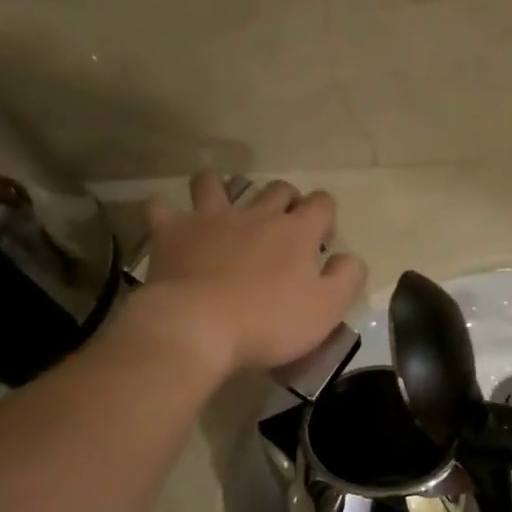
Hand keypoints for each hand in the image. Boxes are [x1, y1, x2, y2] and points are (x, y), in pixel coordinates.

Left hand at [140, 174, 366, 375]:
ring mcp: (212, 219)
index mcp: (297, 231)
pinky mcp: (173, 232)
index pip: (322, 203)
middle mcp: (257, 214)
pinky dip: (166, 214)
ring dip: (221, 190)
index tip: (320, 242)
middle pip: (277, 189)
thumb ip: (346, 277)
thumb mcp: (326, 308)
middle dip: (285, 202)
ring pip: (216, 184)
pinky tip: (168, 225)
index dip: (325, 217)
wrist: (199, 327)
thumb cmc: (269, 322)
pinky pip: (162, 208)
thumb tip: (349, 258)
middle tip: (280, 232)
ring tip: (222, 211)